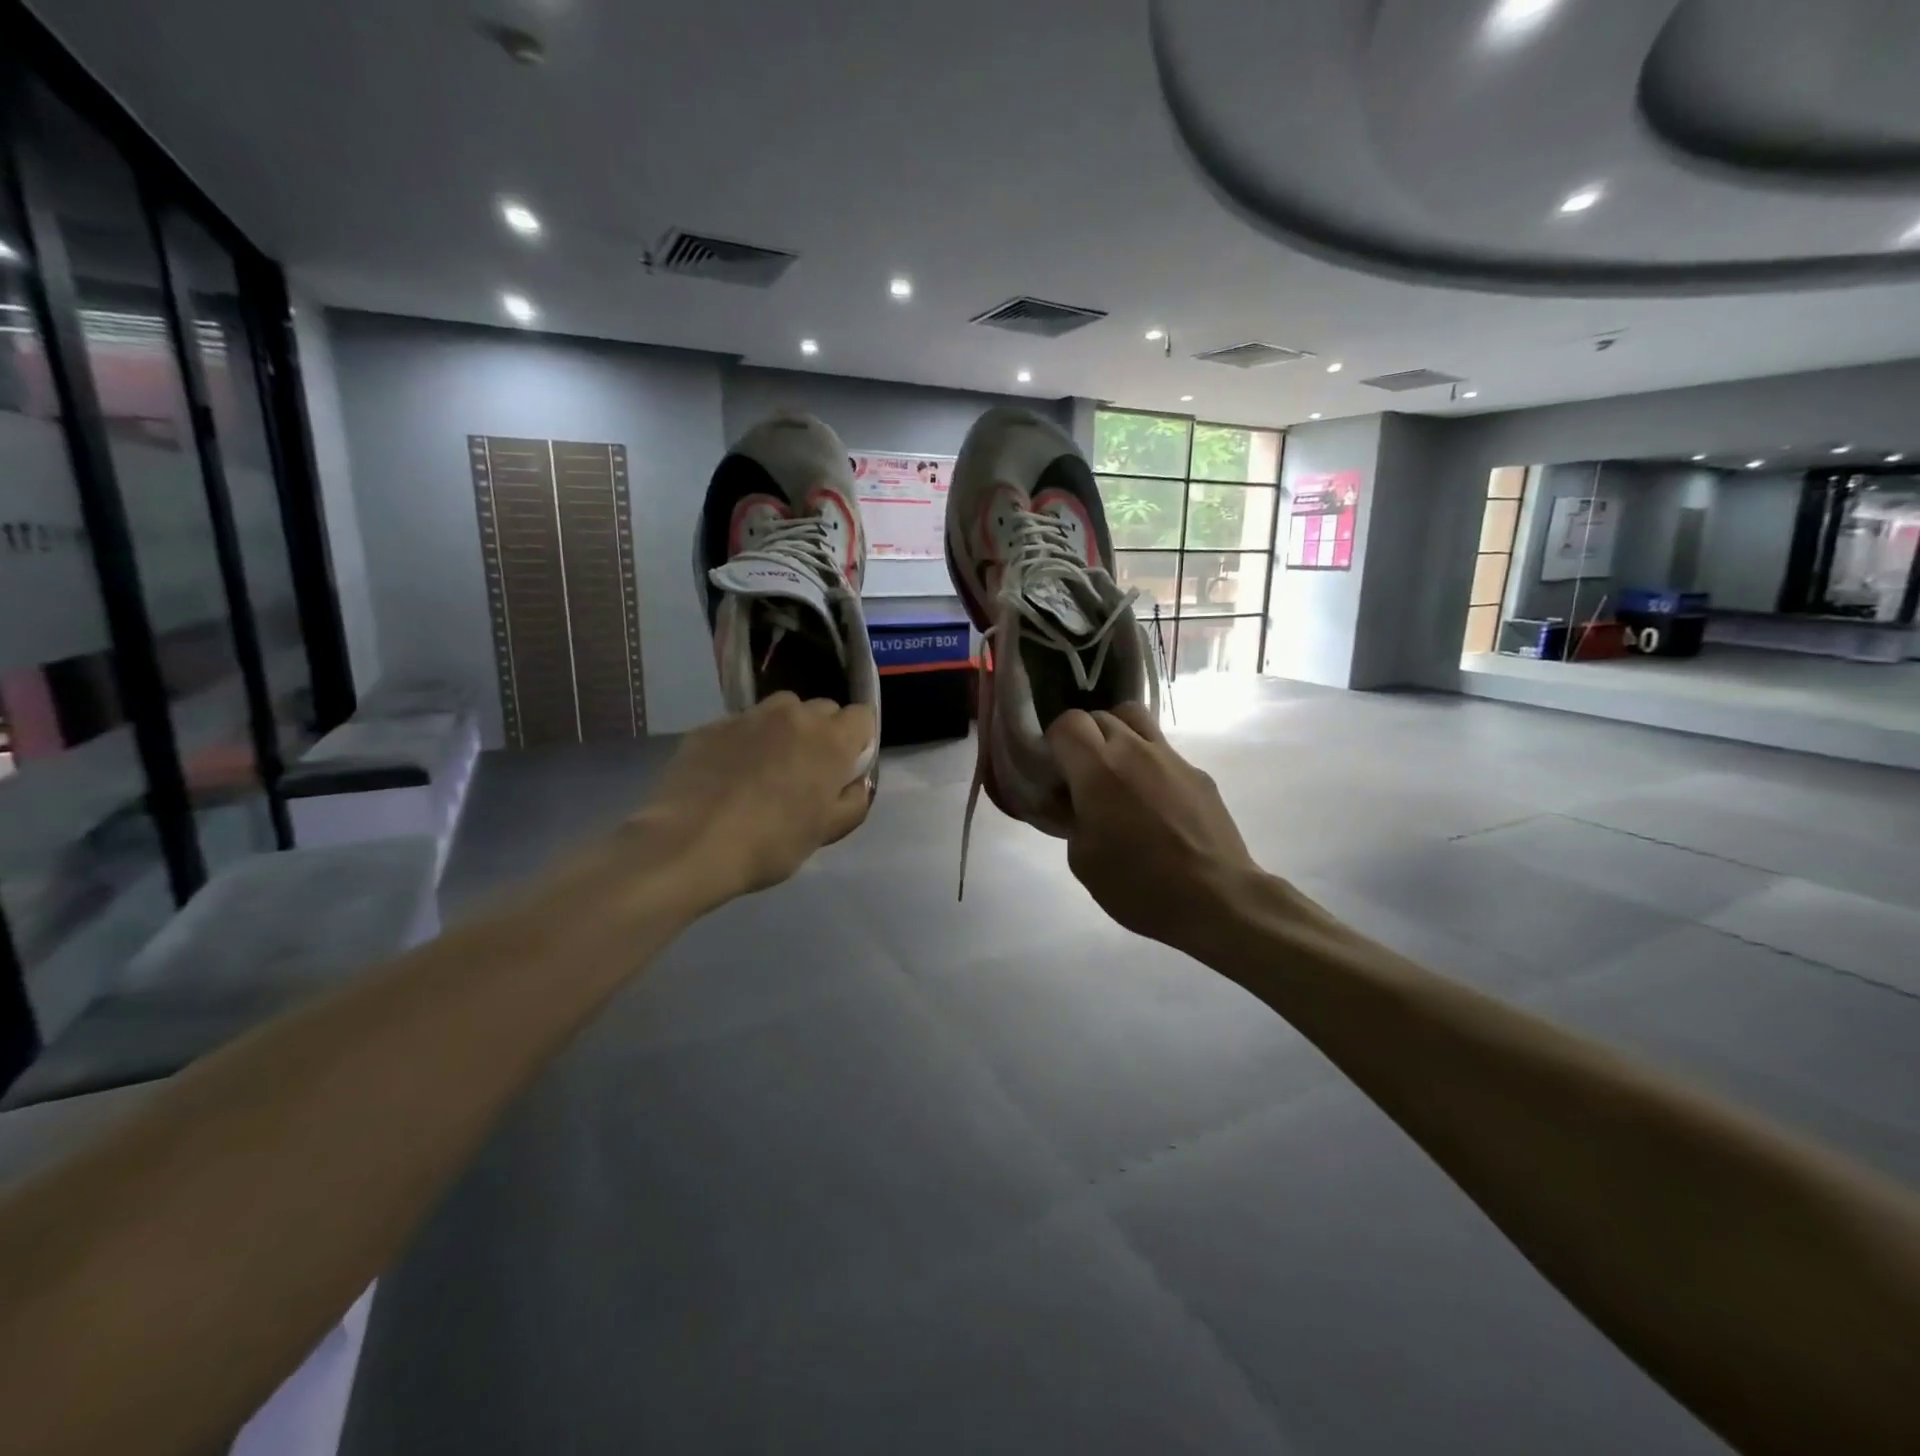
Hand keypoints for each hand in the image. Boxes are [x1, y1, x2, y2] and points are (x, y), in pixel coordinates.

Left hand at [634, 693, 873, 906]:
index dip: (858, 740)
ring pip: (780, 710)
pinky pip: (740, 726)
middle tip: (807, 771)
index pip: (862, 716)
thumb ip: (853, 801)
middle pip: (822, 709)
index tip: (846, 767)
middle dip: (822, 733)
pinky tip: (729, 776)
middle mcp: (793, 715)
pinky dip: (744, 742)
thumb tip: (855, 784)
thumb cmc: (771, 843)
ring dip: (784, 730)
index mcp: (830, 740)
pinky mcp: (711, 726)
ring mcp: (748, 717)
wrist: (690, 844)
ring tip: (767, 767)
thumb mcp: (827, 832)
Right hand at [1048, 705, 1266, 951]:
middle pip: (1100, 715)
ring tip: (1116, 772)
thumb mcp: (1082, 860)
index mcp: (1098, 769)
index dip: (1055, 741)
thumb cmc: (1139, 885)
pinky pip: (1164, 752)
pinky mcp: (1198, 773)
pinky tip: (1154, 802)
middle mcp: (1134, 750)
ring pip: (1136, 720)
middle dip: (1084, 737)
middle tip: (1082, 774)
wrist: (1217, 899)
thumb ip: (1070, 819)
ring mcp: (1172, 758)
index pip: (1067, 722)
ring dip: (1118, 735)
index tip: (1055, 769)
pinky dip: (1149, 763)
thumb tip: (1071, 802)